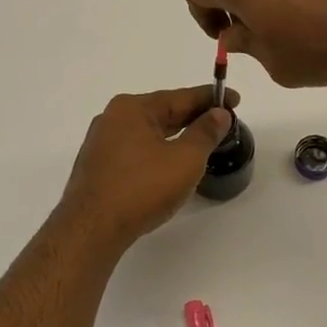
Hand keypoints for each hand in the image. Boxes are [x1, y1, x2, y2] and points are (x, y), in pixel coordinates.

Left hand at [58, 86, 239, 247]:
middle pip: (162, 112)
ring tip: (200, 143)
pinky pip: (135, 150)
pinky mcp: (98, 167)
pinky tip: (169, 164)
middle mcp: (113, 119)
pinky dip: (157, 151)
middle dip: (193, 117)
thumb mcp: (185, 159)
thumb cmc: (142, 188)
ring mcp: (101, 143)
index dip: (211, 98)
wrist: (92, 229)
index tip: (233, 99)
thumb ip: (205, 133)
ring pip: (148, 133)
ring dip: (175, 135)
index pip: (180, 97)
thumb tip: (218, 114)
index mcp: (132, 108)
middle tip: (222, 123)